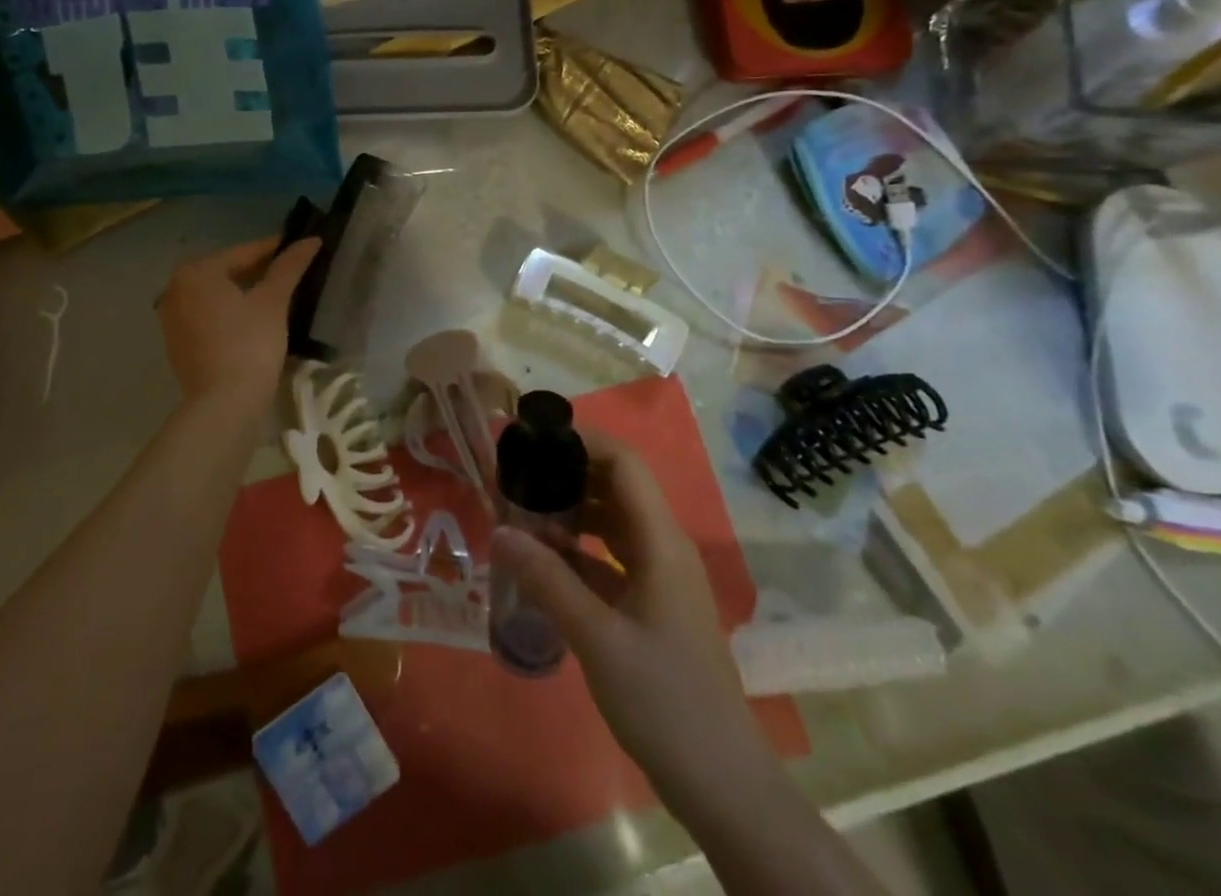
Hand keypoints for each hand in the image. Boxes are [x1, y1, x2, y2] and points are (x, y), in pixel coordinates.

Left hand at [155, 235, 318, 412]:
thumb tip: (311, 240)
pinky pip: (208, 317)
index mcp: (196, 271)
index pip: (243, 252)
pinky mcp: (177, 343)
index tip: (299, 246)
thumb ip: (289, 267)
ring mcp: (172, 318)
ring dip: (244, 292)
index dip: (275, 249)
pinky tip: (254, 320)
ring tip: (277, 295)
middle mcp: (175, 288)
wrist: (224, 405)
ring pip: (216, 296)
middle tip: (291, 271)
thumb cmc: (249, 344)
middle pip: (226, 272)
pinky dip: (229, 313)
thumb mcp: (273, 302)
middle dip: (258, 271)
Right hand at [490, 429, 780, 822]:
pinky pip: (610, 558)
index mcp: (661, 542)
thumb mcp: (597, 638)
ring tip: (521, 511)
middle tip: (517, 474)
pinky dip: (577, 549)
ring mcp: (659, 578)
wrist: (721, 782)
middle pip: (616, 487)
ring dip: (570, 511)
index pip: (625, 464)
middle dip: (567, 473)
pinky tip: (541, 559)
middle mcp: (663, 548)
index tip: (536, 437)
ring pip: (612, 522)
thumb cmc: (664, 700)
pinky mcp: (651, 605)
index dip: (584, 440)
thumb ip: (547, 579)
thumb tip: (499, 530)